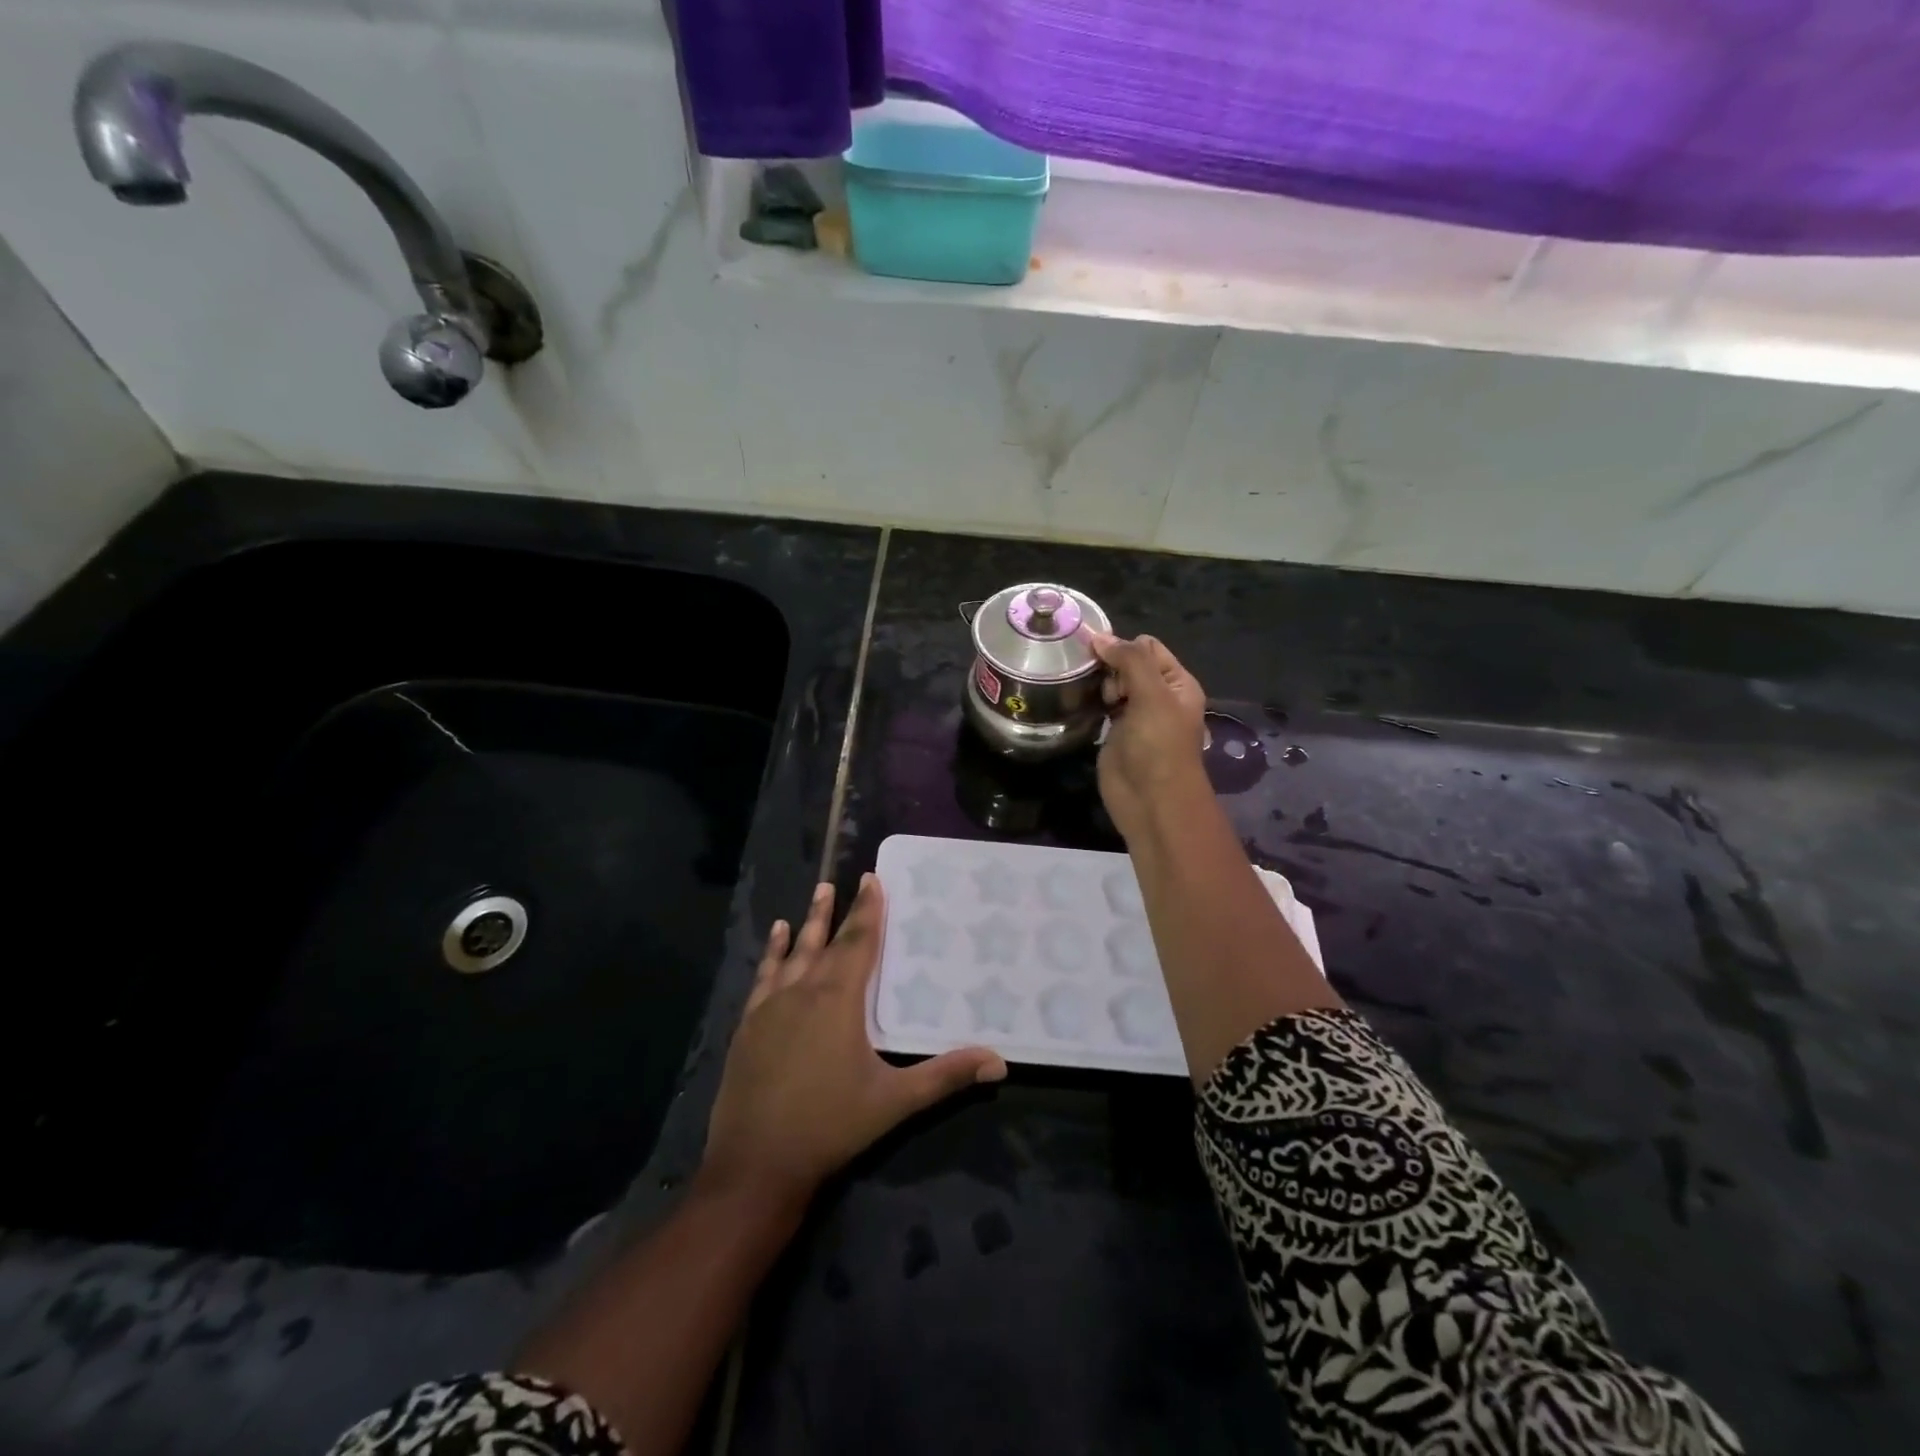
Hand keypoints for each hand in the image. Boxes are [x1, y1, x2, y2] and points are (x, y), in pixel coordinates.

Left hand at [701, 876, 1006, 1205]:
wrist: (755, 1164)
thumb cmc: (830, 1127)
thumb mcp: (894, 1101)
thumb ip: (945, 1076)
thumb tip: (999, 1062)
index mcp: (839, 1000)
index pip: (859, 942)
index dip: (868, 910)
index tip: (873, 879)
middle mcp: (804, 991)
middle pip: (826, 941)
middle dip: (839, 910)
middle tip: (846, 880)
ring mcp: (771, 1007)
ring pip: (794, 953)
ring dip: (807, 923)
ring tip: (817, 892)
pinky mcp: (749, 1025)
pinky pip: (764, 976)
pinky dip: (773, 953)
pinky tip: (776, 937)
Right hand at [1089, 632, 1208, 838]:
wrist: (1152, 801)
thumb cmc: (1158, 746)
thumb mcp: (1152, 695)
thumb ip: (1129, 660)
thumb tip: (1099, 636)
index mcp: (1177, 683)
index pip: (1148, 647)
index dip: (1123, 646)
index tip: (1098, 655)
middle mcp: (1158, 696)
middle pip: (1128, 664)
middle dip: (1109, 666)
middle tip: (1102, 688)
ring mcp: (1136, 715)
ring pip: (1113, 684)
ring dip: (1099, 683)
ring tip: (1087, 693)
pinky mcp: (1115, 734)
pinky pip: (1102, 707)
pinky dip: (1092, 702)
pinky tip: (1079, 702)